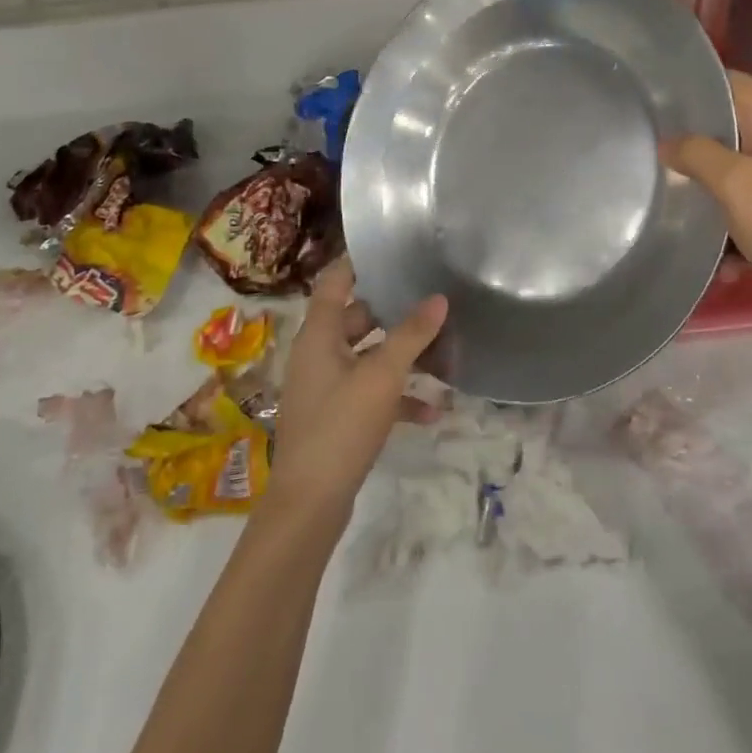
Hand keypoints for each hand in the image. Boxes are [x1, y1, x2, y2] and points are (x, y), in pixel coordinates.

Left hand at [263, 259, 446, 525]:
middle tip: (430, 298)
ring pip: (368, 356)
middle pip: (357, 317)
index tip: (393, 249)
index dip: (358, 261)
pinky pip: (370, 392)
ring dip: (401, 356)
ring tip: (441, 351)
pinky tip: (431, 411)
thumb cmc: (341, 426)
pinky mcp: (336, 416)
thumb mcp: (382, 376)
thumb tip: (439, 298)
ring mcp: (326, 387)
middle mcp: (318, 354)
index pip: (334, 281)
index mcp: (318, 335)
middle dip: (393, 311)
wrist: (310, 503)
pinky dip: (396, 396)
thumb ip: (411, 335)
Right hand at [662, 71, 751, 315]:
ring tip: (673, 197)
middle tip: (650, 159)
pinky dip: (735, 203)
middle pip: (727, 119)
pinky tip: (716, 239)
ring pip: (738, 154)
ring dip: (710, 179)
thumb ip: (695, 153)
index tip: (647, 118)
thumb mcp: (734, 186)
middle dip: (690, 142)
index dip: (681, 98)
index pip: (718, 81)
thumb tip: (668, 141)